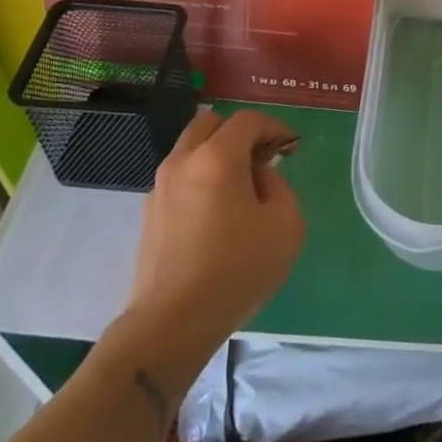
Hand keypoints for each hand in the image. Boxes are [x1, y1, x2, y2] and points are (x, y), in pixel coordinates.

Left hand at [121, 108, 305, 354]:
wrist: (173, 321)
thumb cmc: (237, 268)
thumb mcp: (286, 224)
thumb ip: (279, 187)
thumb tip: (259, 178)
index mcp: (217, 157)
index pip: (247, 120)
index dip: (275, 127)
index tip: (291, 147)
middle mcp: (183, 162)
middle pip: (210, 124)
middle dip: (240, 133)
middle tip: (263, 158)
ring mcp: (160, 188)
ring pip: (189, 150)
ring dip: (217, 154)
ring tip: (241, 186)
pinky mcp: (149, 214)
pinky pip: (179, 178)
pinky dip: (200, 178)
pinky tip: (217, 212)